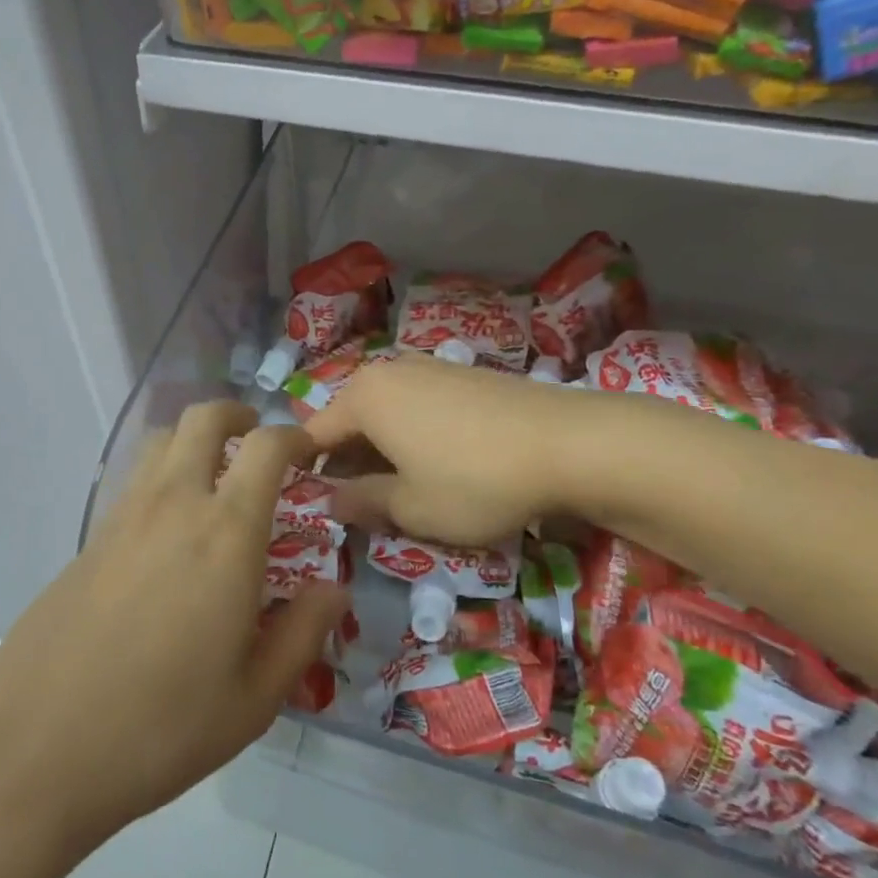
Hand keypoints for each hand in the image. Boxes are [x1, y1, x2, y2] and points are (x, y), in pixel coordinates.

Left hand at [0, 401, 349, 866]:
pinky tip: (169, 530)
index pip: (266, 447)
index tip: (309, 454)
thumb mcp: (254, 698)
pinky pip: (134, 479)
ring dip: (195, 440)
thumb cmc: (161, 727)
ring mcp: (124, 515)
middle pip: (203, 419)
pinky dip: (162, 475)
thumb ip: (303, 633)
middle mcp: (175, 503)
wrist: (35, 746)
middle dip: (237, 415)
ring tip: (215, 478)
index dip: (294, 436)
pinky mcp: (90, 537)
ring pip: (162, 440)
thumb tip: (333, 588)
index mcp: (226, 532)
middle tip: (257, 443)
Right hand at [307, 353, 590, 544]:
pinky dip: (412, 436)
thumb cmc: (475, 480)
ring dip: (381, 451)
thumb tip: (330, 500)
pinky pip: (418, 406)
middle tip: (357, 509)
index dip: (307, 472)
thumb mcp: (411, 507)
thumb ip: (362, 502)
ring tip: (398, 492)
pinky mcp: (463, 375)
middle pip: (350, 420)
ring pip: (385, 413)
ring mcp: (429, 368)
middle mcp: (389, 371)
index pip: (314, 435)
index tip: (311, 508)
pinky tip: (437, 466)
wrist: (570, 443)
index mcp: (364, 397)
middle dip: (347, 463)